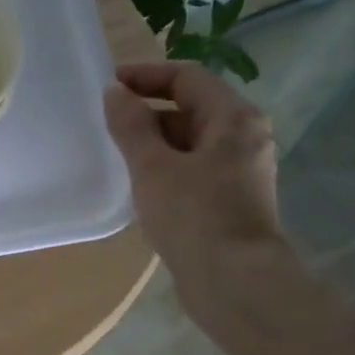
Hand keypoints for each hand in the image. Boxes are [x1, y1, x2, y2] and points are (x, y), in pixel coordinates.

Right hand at [102, 60, 286, 327]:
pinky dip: (167, 168)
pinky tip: (142, 186)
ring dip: (156, 143)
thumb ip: (132, 126)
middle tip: (108, 124)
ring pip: (192, 142)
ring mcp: (241, 171)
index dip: (146, 76)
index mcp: (234, 118)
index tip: (109, 85)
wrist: (232, 279)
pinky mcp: (231, 200)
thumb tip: (115, 93)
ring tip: (118, 155)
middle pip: (192, 109)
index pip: (187, 78)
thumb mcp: (153, 166)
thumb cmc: (193, 215)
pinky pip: (195, 169)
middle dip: (149, 112)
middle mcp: (245, 137)